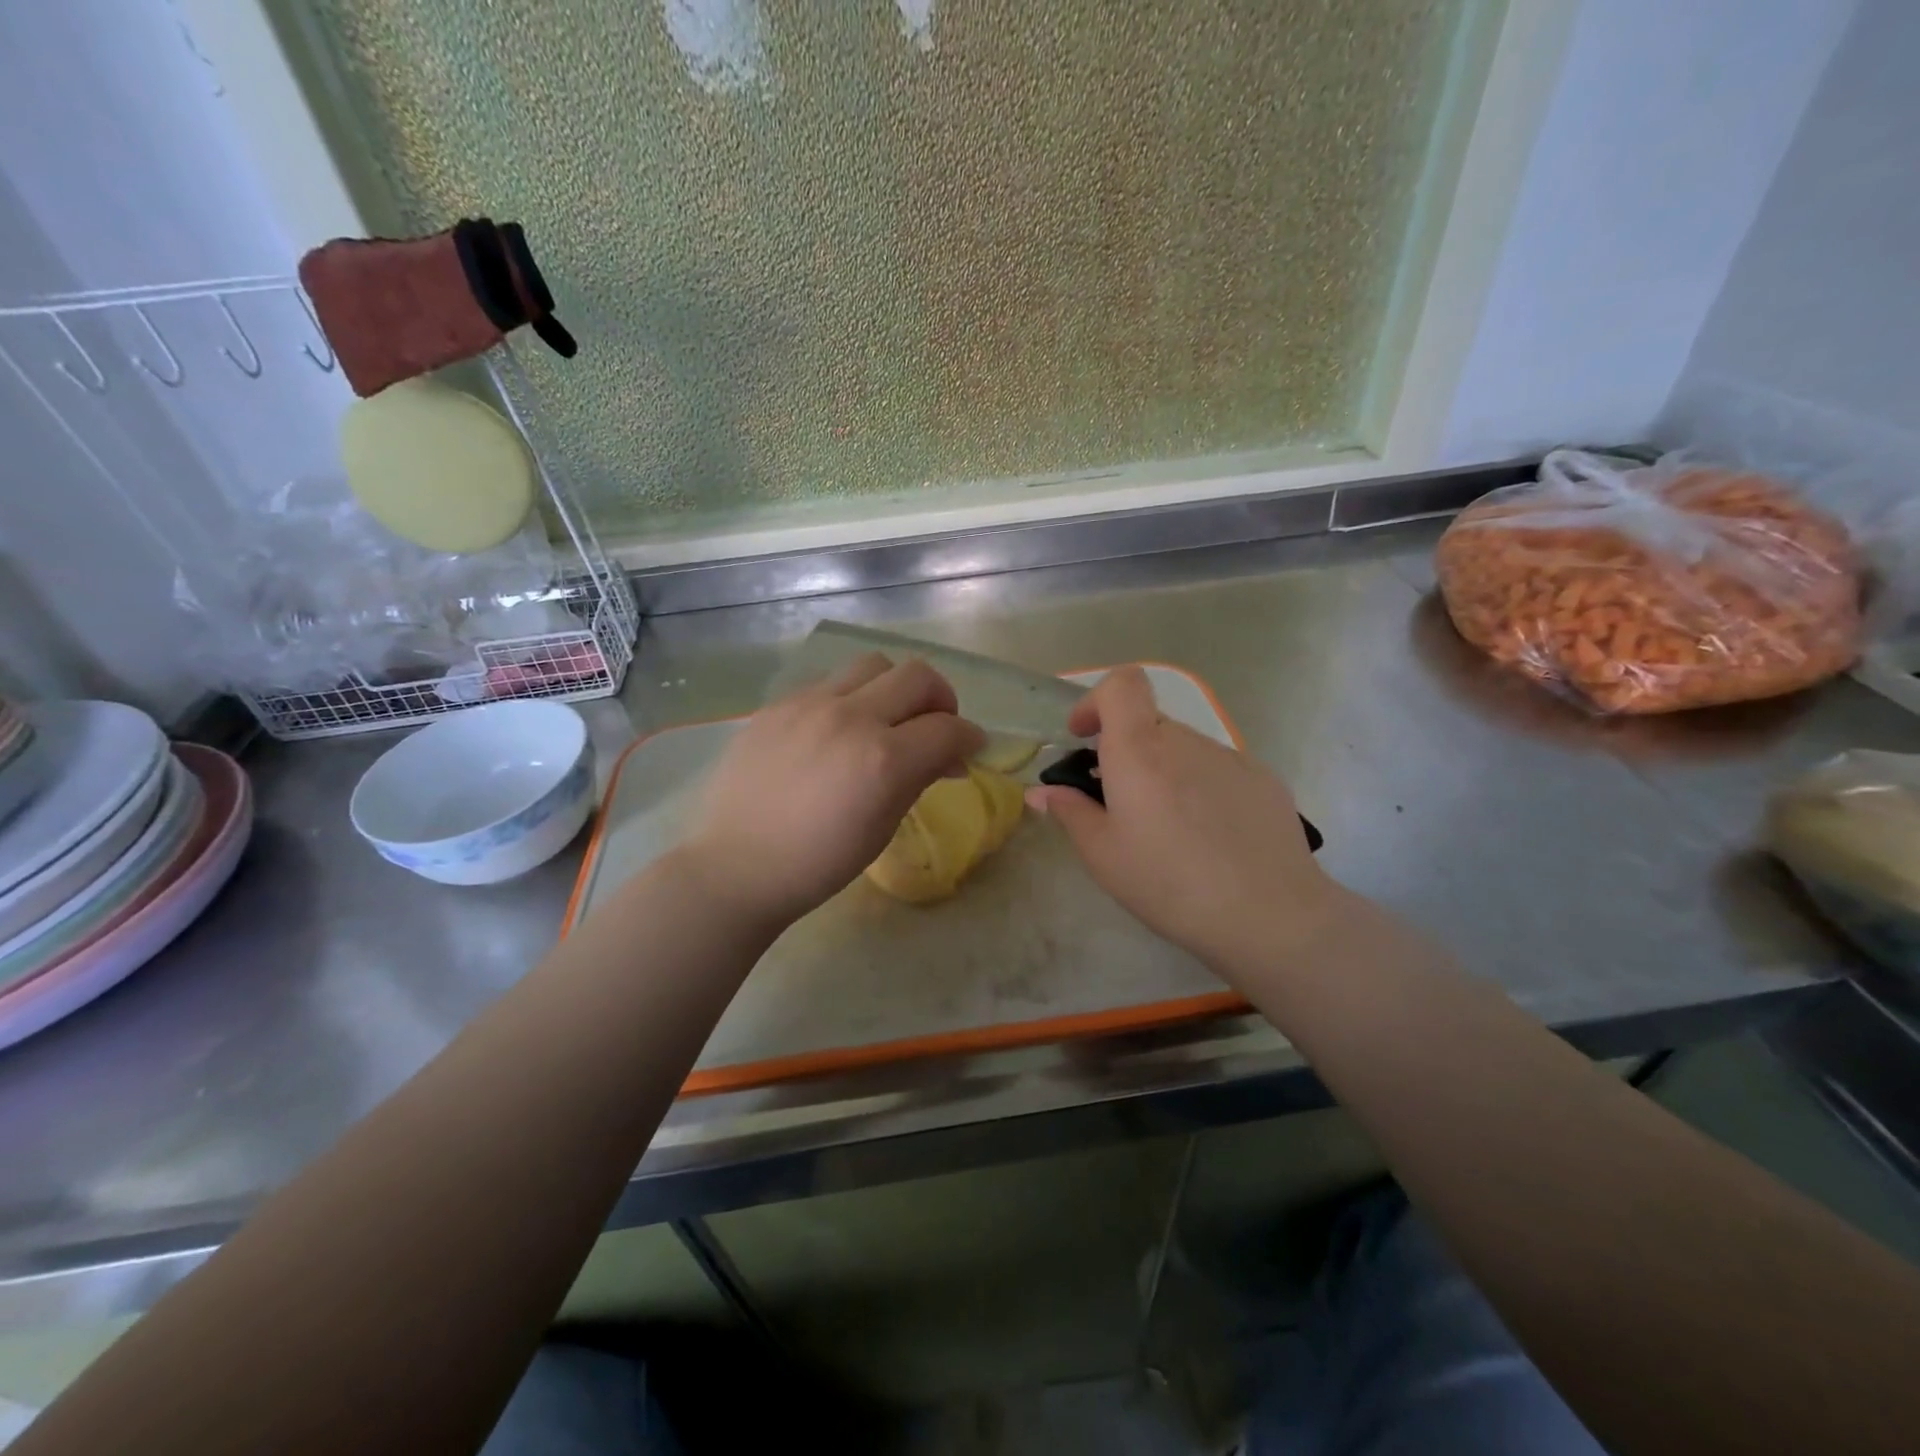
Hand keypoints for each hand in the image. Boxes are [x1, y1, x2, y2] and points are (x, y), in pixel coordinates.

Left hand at [676, 653, 984, 928]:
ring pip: (873, 664)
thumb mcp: (882, 828)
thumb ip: (920, 779)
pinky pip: (829, 681)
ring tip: (886, 718)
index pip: (948, 728)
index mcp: (883, 759)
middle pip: (917, 676)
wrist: (737, 866)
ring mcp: (809, 704)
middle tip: (936, 725)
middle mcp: (850, 717)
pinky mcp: (778, 704)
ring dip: (894, 687)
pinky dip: (851, 697)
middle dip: (941, 698)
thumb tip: (950, 757)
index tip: (971, 747)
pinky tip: (838, 729)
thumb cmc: (819, 863)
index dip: (970, 736)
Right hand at [1026, 666, 1342, 979]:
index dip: (1096, 700)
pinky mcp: (1263, 779)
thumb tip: (1042, 792)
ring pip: (1183, 750)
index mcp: (1140, 750)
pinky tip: (1211, 837)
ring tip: (1170, 830)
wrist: (1268, 914)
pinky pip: (1218, 769)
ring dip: (1165, 773)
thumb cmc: (1169, 883)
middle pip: (1148, 724)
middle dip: (1127, 752)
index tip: (1084, 737)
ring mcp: (1230, 757)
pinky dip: (1201, 788)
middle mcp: (1185, 741)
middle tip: (1121, 804)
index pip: (1121, 684)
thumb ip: (1070, 813)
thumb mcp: (1103, 855)